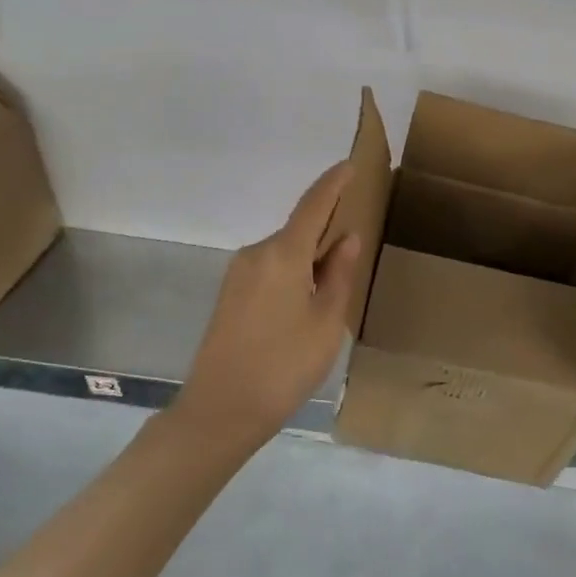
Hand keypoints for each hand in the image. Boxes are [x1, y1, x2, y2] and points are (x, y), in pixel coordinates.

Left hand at [174, 161, 361, 447]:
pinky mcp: (230, 295)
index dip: (333, 184)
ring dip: (310, 255)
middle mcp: (256, 253)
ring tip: (336, 280)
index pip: (313, 205)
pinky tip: (308, 299)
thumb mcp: (326, 322)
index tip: (349, 164)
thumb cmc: (284, 366)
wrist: (220, 412)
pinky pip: (270, 268)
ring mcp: (238, 274)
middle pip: (298, 229)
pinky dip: (293, 271)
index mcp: (283, 254)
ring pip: (284, 252)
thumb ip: (338, 274)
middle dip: (326, 229)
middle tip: (356, 242)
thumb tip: (346, 238)